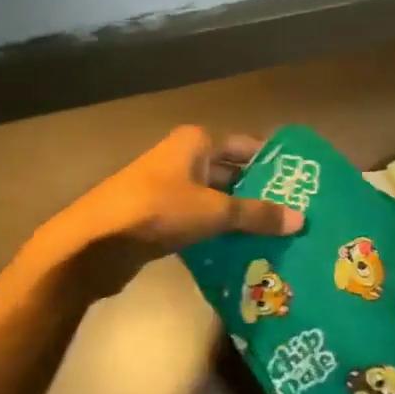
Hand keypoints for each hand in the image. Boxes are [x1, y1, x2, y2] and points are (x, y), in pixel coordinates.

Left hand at [45, 126, 303, 300]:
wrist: (94, 243)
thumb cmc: (158, 210)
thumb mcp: (214, 211)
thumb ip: (256, 214)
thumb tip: (301, 219)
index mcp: (196, 142)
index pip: (246, 146)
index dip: (272, 163)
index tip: (301, 183)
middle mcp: (183, 158)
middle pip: (231, 173)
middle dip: (259, 193)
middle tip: (295, 214)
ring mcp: (168, 187)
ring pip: (215, 199)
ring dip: (239, 216)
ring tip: (276, 236)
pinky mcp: (158, 217)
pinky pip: (198, 220)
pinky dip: (217, 232)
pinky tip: (242, 251)